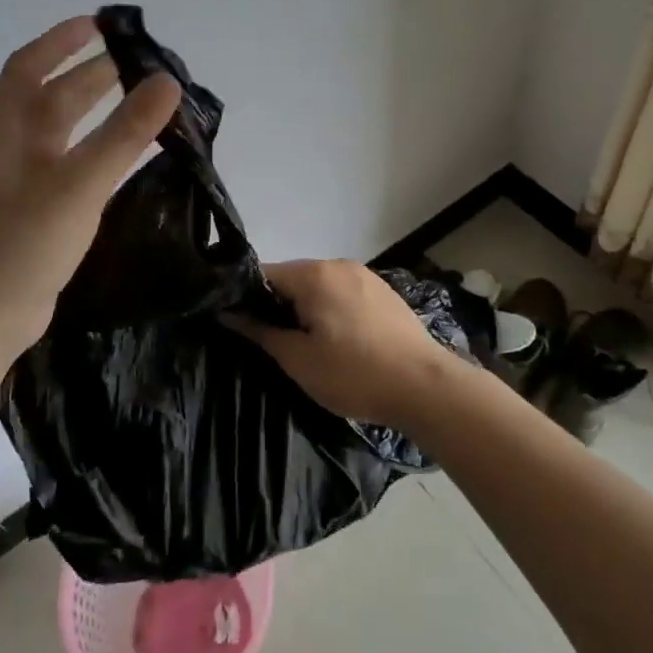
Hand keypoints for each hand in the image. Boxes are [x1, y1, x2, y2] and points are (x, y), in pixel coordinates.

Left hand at [0, 16, 180, 356]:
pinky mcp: (32, 208)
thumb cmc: (26, 240)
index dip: (62, 41)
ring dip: (93, 110)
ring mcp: (18, 179)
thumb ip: (125, 132)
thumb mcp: (80, 182)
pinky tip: (122, 155)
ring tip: (137, 100)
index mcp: (6, 128)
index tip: (100, 24)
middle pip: (49, 95)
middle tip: (138, 65)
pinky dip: (94, 146)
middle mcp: (8, 145)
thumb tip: (167, 82)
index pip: (29, 66)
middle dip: (89, 74)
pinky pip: (67, 161)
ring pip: (59, 130)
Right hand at [227, 259, 466, 428]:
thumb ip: (260, 332)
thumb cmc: (354, 374)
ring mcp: (365, 276)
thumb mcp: (298, 360)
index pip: (264, 274)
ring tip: (306, 345)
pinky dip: (332, 310)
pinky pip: (344, 294)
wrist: (425, 387)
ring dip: (306, 309)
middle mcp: (338, 265)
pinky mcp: (384, 292)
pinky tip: (339, 341)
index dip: (245, 298)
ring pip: (320, 287)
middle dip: (278, 305)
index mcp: (314, 274)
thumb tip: (228, 313)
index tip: (238, 324)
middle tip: (273, 343)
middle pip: (293, 278)